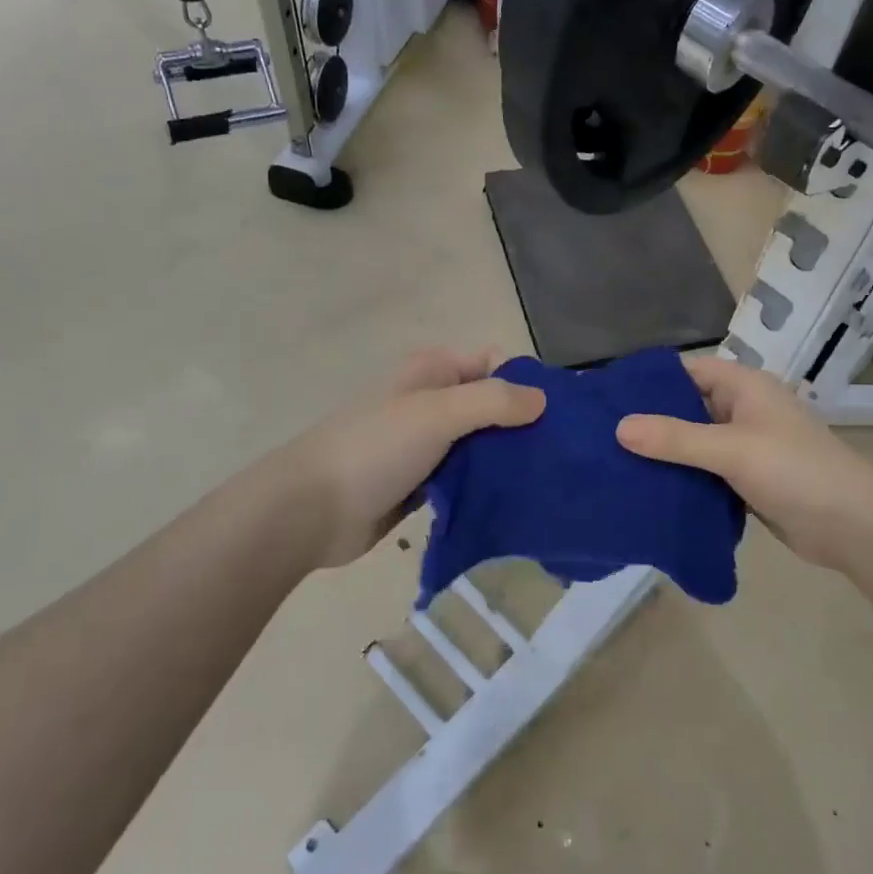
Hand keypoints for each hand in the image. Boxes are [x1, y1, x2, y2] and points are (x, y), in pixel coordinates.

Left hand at [279, 349, 545, 568]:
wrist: (310, 510)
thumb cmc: (376, 448)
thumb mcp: (437, 412)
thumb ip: (493, 401)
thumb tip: (543, 400)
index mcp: (433, 371)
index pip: (494, 363)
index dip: (525, 382)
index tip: (558, 415)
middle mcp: (432, 402)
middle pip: (491, 405)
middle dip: (523, 425)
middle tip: (561, 455)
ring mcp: (426, 444)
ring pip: (481, 444)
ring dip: (507, 459)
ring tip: (547, 481)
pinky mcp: (423, 483)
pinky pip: (466, 478)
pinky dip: (487, 485)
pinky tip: (516, 502)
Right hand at [616, 355, 872, 570]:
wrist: (854, 527)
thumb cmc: (796, 472)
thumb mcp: (732, 449)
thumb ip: (675, 438)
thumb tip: (618, 427)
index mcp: (745, 387)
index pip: (686, 372)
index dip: (648, 382)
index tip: (606, 399)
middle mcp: (743, 410)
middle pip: (687, 407)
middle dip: (650, 421)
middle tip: (600, 436)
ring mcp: (746, 446)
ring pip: (694, 442)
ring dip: (664, 453)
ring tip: (613, 463)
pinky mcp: (746, 479)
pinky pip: (705, 471)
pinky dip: (682, 477)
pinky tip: (648, 489)